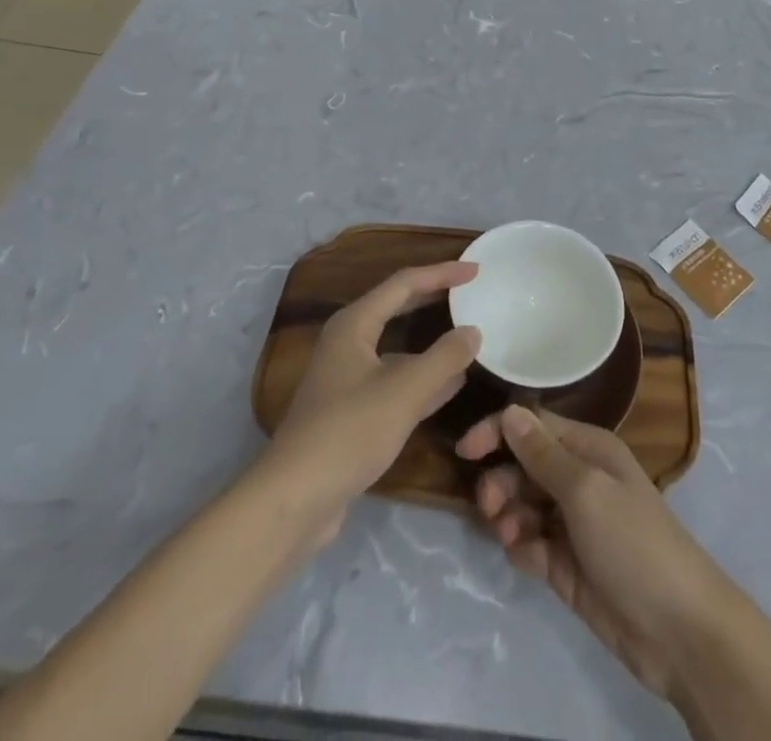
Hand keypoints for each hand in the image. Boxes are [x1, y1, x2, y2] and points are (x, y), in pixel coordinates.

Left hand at [265, 263, 481, 538]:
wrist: (295, 499)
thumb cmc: (349, 432)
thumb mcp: (405, 391)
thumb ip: (444, 358)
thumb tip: (474, 331)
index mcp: (354, 324)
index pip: (404, 283)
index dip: (441, 273)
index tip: (475, 270)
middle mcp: (348, 342)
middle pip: (397, 307)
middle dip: (434, 298)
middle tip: (471, 292)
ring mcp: (347, 378)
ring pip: (397, 346)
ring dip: (431, 340)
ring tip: (468, 335)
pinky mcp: (352, 410)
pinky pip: (395, 379)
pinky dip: (423, 376)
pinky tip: (452, 384)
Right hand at [456, 406, 739, 701]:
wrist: (677, 629)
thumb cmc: (633, 541)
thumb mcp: (586, 490)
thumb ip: (543, 454)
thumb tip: (509, 411)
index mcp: (588, 449)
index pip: (533, 425)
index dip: (498, 432)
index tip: (464, 452)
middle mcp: (579, 478)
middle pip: (523, 466)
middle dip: (501, 480)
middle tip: (489, 506)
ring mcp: (572, 524)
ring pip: (522, 505)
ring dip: (508, 515)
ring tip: (508, 535)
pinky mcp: (566, 565)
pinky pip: (530, 544)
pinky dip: (522, 548)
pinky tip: (528, 559)